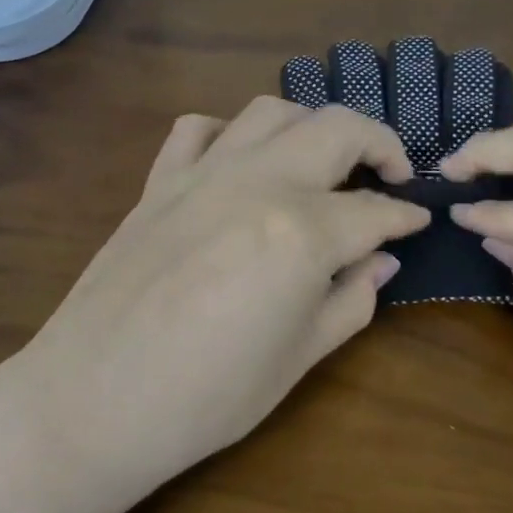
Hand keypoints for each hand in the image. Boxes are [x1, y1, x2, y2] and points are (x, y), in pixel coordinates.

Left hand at [20, 97, 429, 496]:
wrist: (92, 402)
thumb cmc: (206, 397)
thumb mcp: (298, 359)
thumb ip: (350, 300)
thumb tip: (381, 261)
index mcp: (302, 231)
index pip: (374, 211)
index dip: (405, 216)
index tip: (420, 221)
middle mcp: (258, 182)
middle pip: (337, 129)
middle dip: (379, 143)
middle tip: (392, 173)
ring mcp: (202, 173)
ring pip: (271, 111)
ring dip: (310, 126)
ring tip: (321, 162)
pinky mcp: (159, 181)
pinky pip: (199, 129)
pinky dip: (230, 133)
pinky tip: (240, 163)